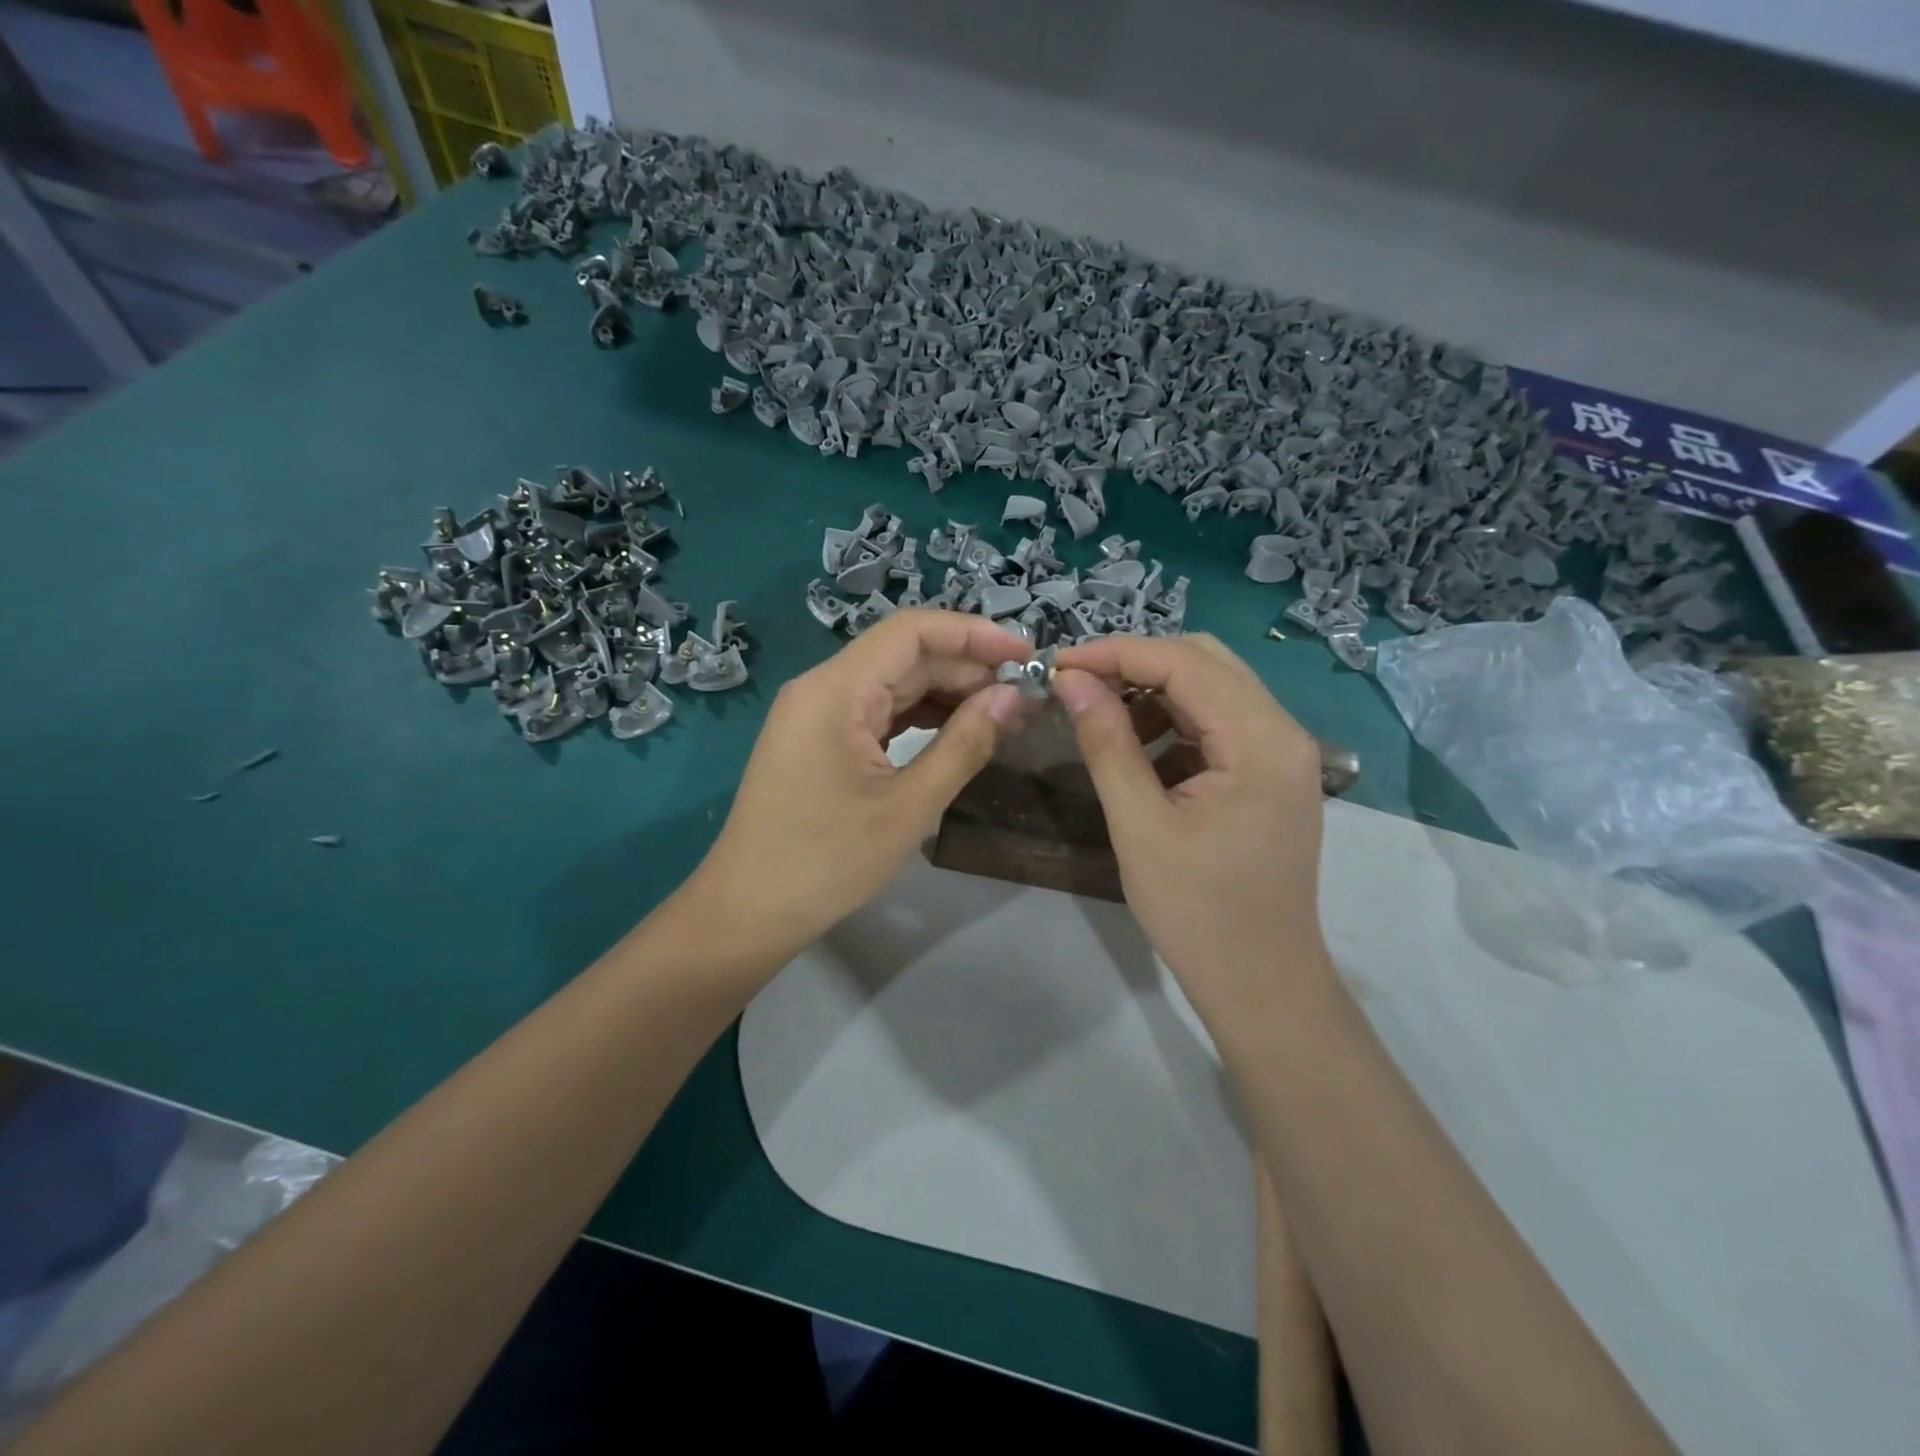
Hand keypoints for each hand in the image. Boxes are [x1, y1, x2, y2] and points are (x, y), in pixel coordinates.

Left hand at [689, 609, 1030, 962]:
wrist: (749, 911)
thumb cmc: (827, 861)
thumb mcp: (908, 806)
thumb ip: (964, 745)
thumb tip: (1013, 697)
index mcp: (835, 689)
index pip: (912, 631)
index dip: (974, 634)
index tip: (1026, 654)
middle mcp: (823, 688)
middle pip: (905, 656)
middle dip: (967, 669)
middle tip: (1025, 696)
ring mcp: (818, 714)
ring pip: (894, 684)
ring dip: (948, 695)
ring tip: (1004, 714)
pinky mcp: (820, 739)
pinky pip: (879, 712)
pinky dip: (921, 718)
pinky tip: (960, 732)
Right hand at [1051, 634, 1330, 1024]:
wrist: (1260, 982)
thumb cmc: (1198, 912)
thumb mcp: (1139, 824)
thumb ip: (1107, 743)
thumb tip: (1071, 680)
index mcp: (1261, 741)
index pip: (1185, 662)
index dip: (1116, 653)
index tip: (1058, 664)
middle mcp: (1284, 732)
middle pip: (1206, 662)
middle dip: (1136, 663)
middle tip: (1077, 684)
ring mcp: (1283, 753)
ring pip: (1213, 688)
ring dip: (1154, 691)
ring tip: (1101, 716)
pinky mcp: (1271, 774)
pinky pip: (1219, 723)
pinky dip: (1174, 722)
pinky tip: (1140, 750)